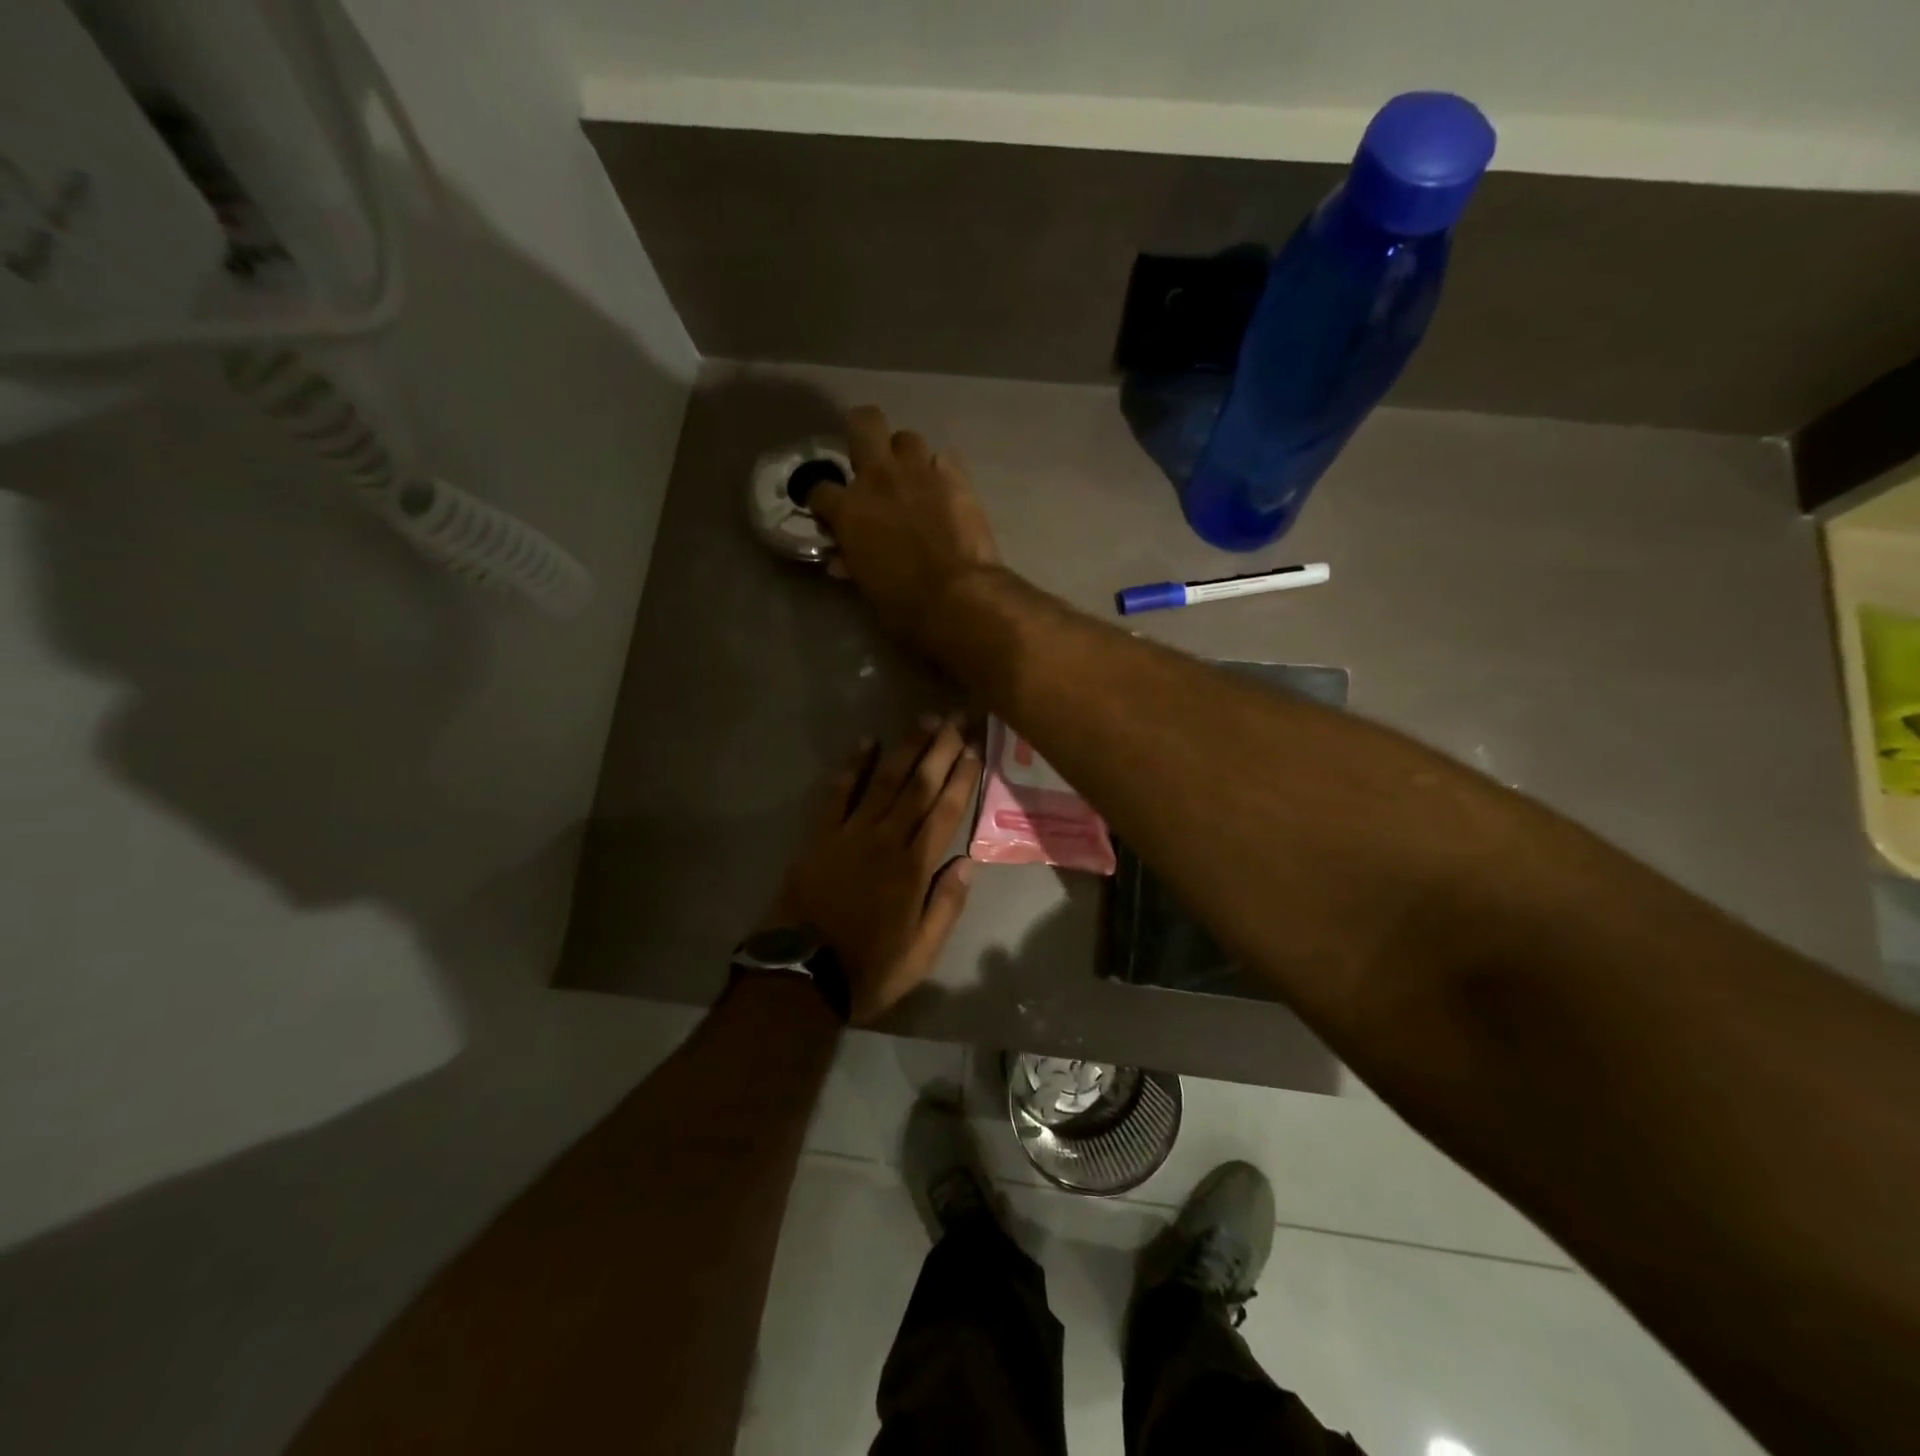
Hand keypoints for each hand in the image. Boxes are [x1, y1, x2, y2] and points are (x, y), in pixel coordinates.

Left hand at [759, 719, 982, 1023]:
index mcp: (914, 869)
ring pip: (883, 781)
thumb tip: (968, 862)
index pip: (945, 812)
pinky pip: (837, 793)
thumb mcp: (921, 954)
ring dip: (905, 748)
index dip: (961, 778)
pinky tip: (866, 742)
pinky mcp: (819, 836)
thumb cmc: (867, 969)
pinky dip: (852, 766)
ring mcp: (849, 834)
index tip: (973, 750)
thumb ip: (947, 906)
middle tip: (955, 718)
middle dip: (939, 750)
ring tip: (923, 720)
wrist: (799, 976)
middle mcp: (885, 841)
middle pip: (918, 786)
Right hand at [807, 406, 1000, 650]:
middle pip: (864, 423)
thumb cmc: (904, 604)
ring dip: (905, 456)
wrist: (959, 596)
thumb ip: (854, 562)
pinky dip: (940, 473)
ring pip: (907, 438)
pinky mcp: (957, 478)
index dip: (821, 500)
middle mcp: (880, 478)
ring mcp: (920, 473)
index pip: (819, 489)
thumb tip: (844, 560)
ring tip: (911, 479)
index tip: (828, 512)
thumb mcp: (867, 586)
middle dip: (862, 433)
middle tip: (868, 459)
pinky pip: (944, 459)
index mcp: (849, 509)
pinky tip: (943, 491)